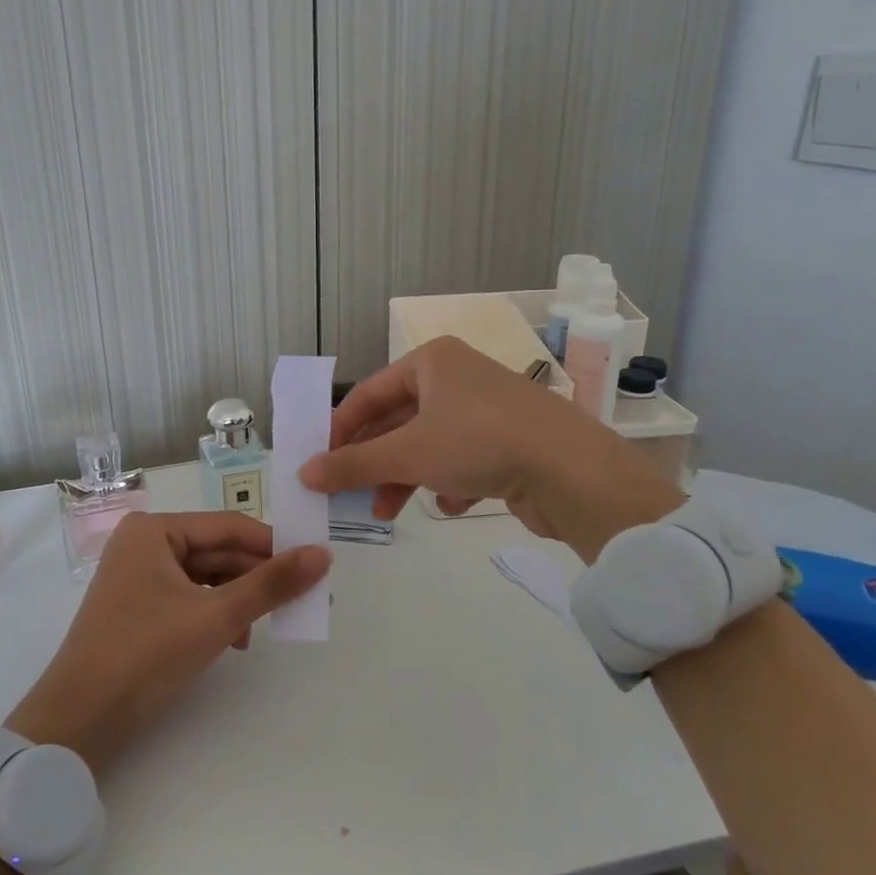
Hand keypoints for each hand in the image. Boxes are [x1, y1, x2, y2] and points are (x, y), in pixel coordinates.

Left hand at [5, 512, 329, 774]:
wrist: (79, 720)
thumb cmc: (146, 654)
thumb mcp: (217, 617)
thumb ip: (271, 584)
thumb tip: (323, 554)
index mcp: (155, 530)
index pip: (229, 526)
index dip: (274, 544)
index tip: (314, 563)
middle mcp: (144, 544)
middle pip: (217, 551)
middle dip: (256, 577)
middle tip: (300, 598)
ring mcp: (138, 577)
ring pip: (206, 577)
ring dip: (238, 599)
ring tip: (263, 627)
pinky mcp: (138, 608)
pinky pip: (189, 598)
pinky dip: (215, 614)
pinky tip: (235, 640)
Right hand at [297, 337, 681, 559]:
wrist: (571, 470)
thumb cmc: (478, 442)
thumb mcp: (407, 453)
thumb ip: (353, 464)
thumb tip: (304, 473)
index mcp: (432, 361)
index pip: (369, 392)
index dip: (340, 429)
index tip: (319, 463)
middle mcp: (458, 377)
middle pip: (398, 421)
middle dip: (374, 462)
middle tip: (350, 496)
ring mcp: (486, 409)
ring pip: (428, 445)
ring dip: (404, 478)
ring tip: (387, 513)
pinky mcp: (509, 440)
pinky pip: (462, 459)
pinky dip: (449, 482)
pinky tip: (453, 502)